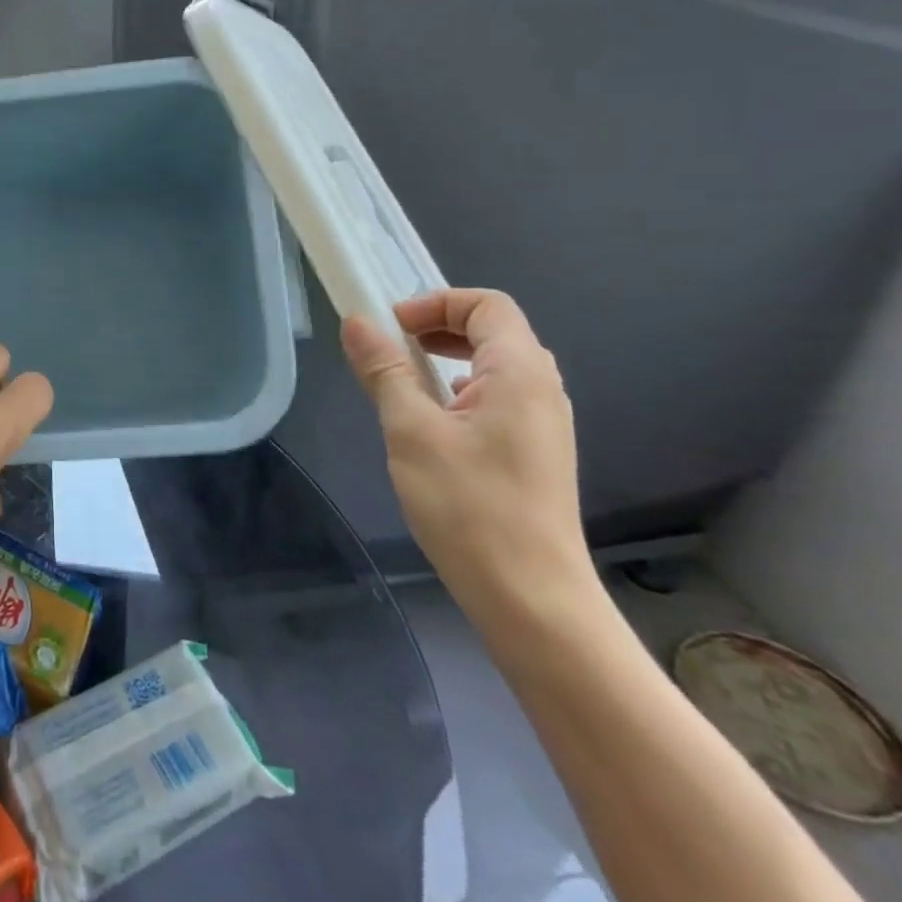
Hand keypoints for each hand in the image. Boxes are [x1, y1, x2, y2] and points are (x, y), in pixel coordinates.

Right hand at [340, 289, 597, 635]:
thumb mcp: (411, 430)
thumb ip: (385, 370)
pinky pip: (498, 396)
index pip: (487, 304)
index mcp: (520, 373)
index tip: (390, 327)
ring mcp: (544, 423)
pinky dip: (460, 389)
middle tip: (392, 347)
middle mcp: (542, 389)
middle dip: (438, 326)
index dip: (435, 302)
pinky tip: (432, 423)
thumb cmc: (469, 506)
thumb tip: (358, 322)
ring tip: (405, 383)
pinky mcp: (535, 452)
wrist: (531, 598)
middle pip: (494, 329)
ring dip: (447, 358)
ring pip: (495, 365)